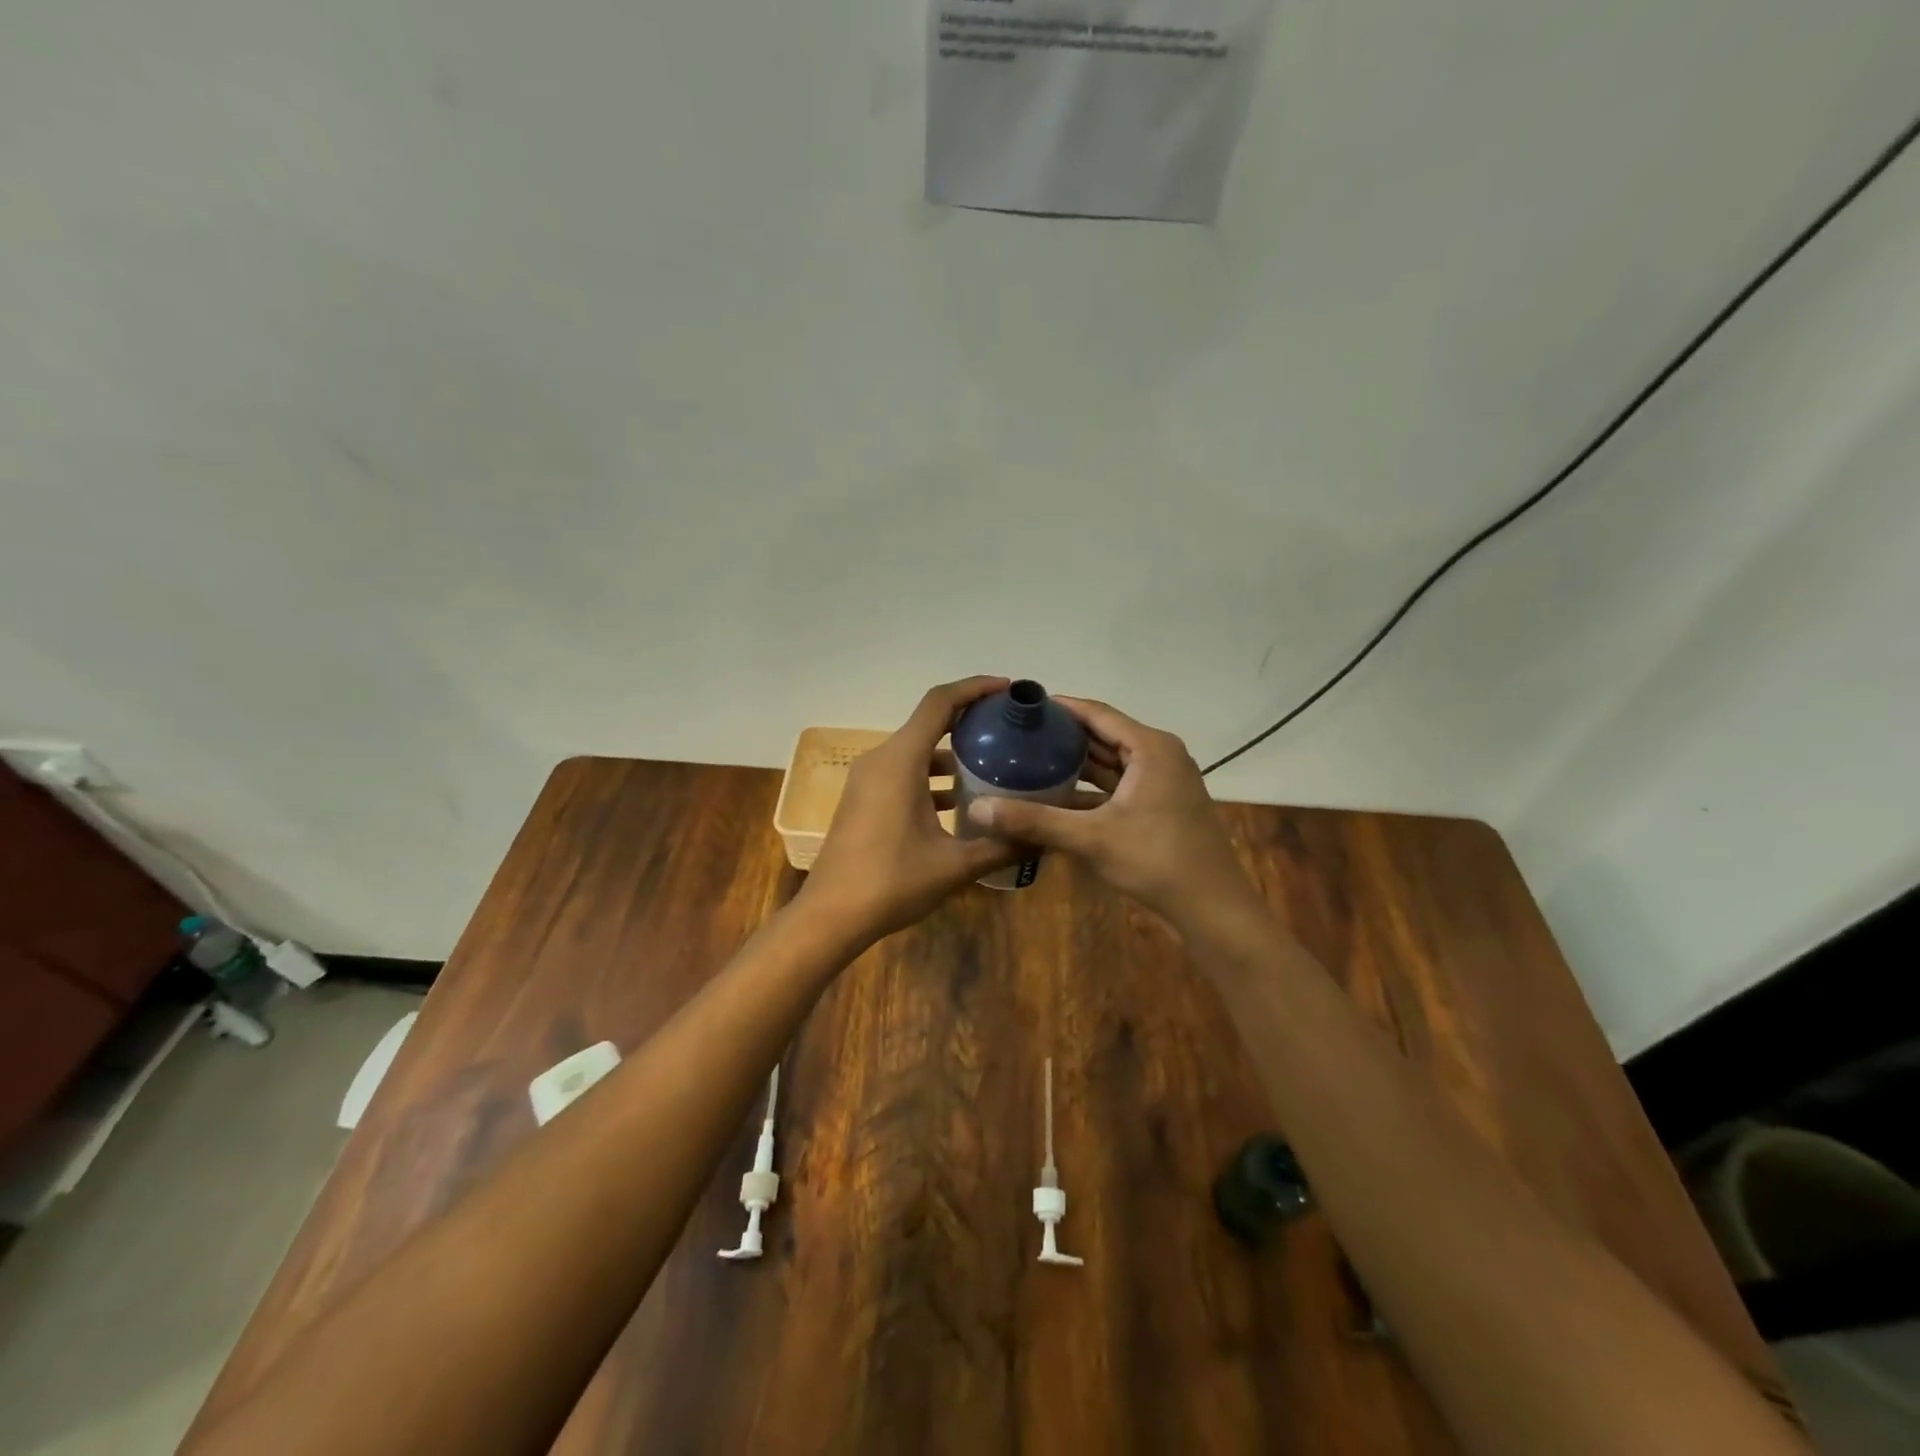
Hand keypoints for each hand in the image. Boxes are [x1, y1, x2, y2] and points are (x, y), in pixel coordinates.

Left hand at [797, 677, 1017, 946]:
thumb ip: (1001, 846)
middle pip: (928, 722)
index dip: (974, 688)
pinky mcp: (864, 799)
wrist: (830, 916)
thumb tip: (1045, 838)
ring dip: (951, 753)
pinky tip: (962, 802)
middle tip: (1009, 729)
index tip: (1007, 689)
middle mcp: (881, 760)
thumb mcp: (954, 866)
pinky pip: (904, 772)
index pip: (939, 703)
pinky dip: (933, 776)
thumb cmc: (891, 883)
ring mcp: (868, 779)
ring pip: (916, 750)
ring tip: (994, 764)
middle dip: (969, 720)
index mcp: (900, 761)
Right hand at [963, 697, 1259, 929]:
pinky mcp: (1161, 805)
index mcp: (1150, 748)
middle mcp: (1159, 755)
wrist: (1213, 908)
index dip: (1060, 708)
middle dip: (1063, 736)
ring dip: (1076, 763)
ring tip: (1031, 760)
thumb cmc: (1157, 861)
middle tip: (1019, 736)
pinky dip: (1091, 788)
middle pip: (1104, 735)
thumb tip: (977, 809)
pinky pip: (1119, 785)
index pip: (1097, 713)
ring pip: (1111, 762)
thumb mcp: (1092, 838)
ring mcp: (1163, 781)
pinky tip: (1057, 795)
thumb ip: (1035, 821)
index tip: (1022, 707)